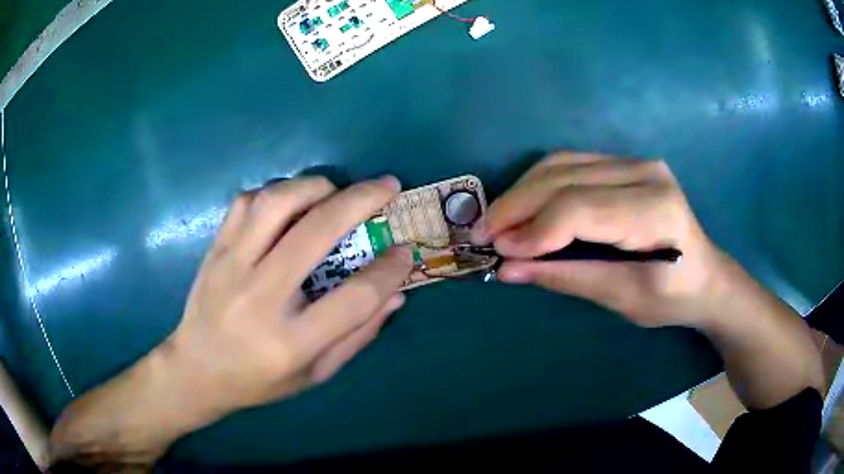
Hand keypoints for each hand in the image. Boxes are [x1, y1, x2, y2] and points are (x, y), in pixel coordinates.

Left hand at [51, 176, 412, 465]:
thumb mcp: (315, 374)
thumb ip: (358, 335)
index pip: (355, 296)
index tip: (405, 251)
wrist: (195, 370)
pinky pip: (246, 202)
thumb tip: (396, 293)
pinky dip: (276, 193)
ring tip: (336, 193)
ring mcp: (231, 266)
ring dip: (316, 187)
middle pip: (316, 232)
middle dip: (361, 200)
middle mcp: (259, 297)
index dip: (390, 269)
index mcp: (291, 341)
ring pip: (276, 202)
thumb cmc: (258, 381)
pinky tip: (290, 205)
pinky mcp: (215, 249)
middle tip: (387, 186)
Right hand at [473, 152, 731, 327]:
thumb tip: (508, 268)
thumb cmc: (671, 297)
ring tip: (497, 221)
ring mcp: (635, 162)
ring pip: (562, 164)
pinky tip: (523, 206)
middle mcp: (646, 173)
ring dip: (522, 191)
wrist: (705, 275)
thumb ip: (566, 277)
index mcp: (656, 212)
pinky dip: (539, 184)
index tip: (499, 250)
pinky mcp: (624, 163)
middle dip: (517, 205)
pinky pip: (570, 164)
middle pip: (566, 178)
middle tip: (482, 232)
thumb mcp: (622, 298)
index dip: (535, 229)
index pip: (582, 209)